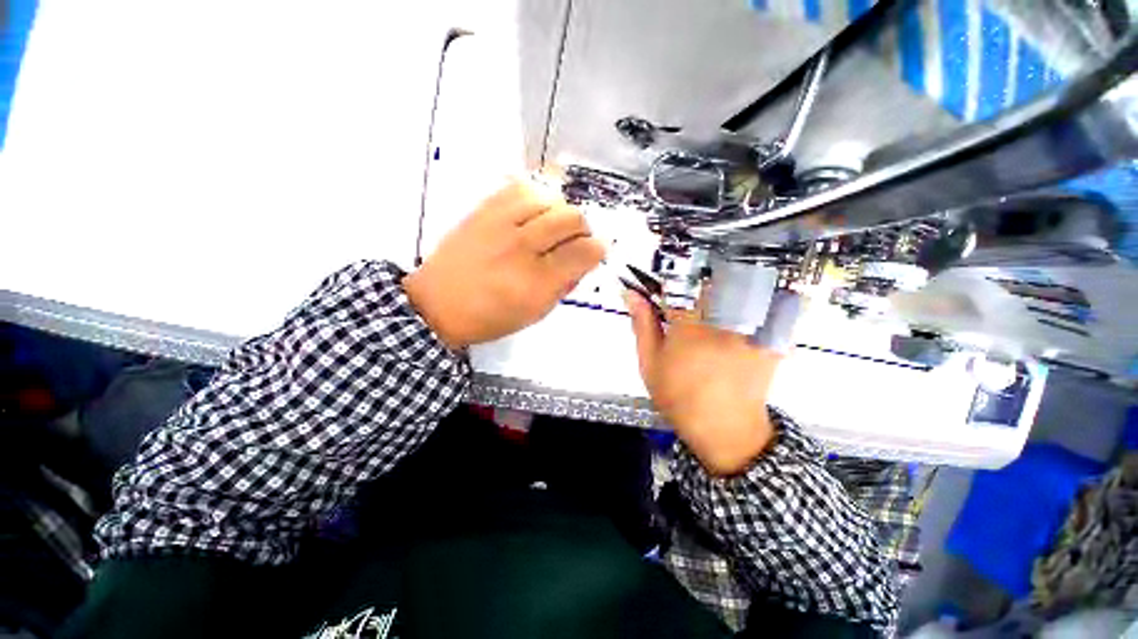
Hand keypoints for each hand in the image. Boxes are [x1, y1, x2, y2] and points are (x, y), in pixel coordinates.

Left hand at [404, 180, 605, 348]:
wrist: (437, 305)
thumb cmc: (490, 318)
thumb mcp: (536, 313)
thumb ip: (565, 285)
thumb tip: (584, 259)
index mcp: (537, 283)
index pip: (584, 251)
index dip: (597, 249)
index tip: (595, 252)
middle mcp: (522, 248)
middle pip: (572, 218)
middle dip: (582, 229)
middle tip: (574, 240)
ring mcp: (501, 224)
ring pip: (550, 198)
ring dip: (560, 211)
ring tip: (552, 226)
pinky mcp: (484, 210)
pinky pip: (521, 187)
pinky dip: (536, 197)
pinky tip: (533, 212)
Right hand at [624, 291, 798, 475]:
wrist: (724, 429)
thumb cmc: (680, 397)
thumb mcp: (650, 363)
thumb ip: (642, 325)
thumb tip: (631, 294)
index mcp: (689, 326)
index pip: (675, 285)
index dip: (664, 284)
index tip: (658, 293)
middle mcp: (722, 320)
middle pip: (708, 280)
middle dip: (692, 286)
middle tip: (685, 307)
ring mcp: (749, 326)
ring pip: (732, 287)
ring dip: (717, 293)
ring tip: (708, 318)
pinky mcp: (768, 336)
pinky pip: (759, 304)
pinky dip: (745, 305)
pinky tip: (732, 324)